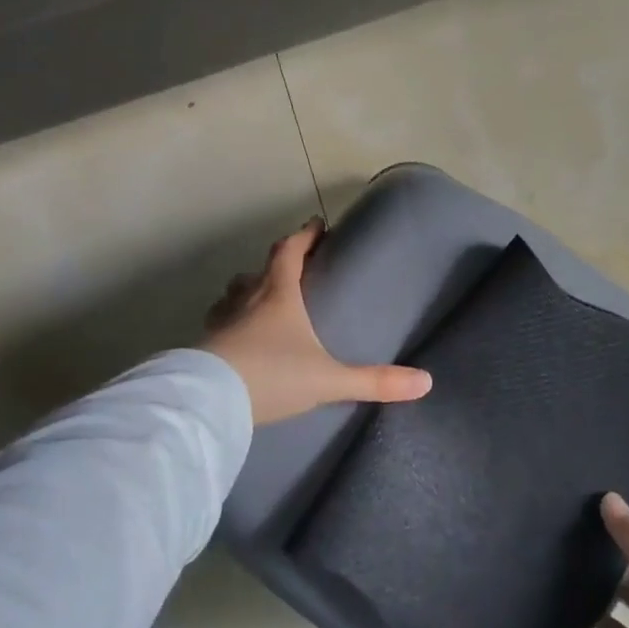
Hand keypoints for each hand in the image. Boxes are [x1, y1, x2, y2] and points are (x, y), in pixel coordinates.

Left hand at [202, 218, 432, 424]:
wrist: (209, 402)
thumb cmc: (272, 377)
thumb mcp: (329, 380)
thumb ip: (375, 381)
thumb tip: (425, 382)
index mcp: (278, 296)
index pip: (289, 252)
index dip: (304, 236)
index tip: (316, 225)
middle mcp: (246, 300)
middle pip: (258, 271)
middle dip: (276, 264)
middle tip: (291, 268)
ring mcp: (220, 322)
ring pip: (233, 295)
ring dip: (248, 292)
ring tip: (262, 302)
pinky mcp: (203, 346)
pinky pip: (219, 324)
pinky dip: (231, 322)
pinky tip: (237, 341)